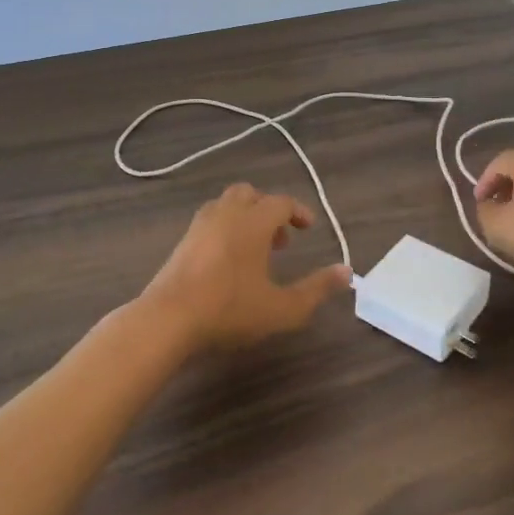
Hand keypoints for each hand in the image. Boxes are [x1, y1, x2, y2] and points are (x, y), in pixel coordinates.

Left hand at [140, 184, 351, 350]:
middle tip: (280, 238)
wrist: (166, 320)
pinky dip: (224, 228)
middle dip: (268, 209)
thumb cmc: (229, 310)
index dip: (298, 212)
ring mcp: (199, 226)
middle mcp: (226, 214)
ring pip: (225, 205)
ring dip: (245, 217)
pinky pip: (209, 221)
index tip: (308, 228)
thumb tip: (347, 272)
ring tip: (254, 249)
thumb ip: (316, 289)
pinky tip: (227, 261)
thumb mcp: (282, 308)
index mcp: (253, 222)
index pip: (281, 203)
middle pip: (249, 194)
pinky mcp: (181, 243)